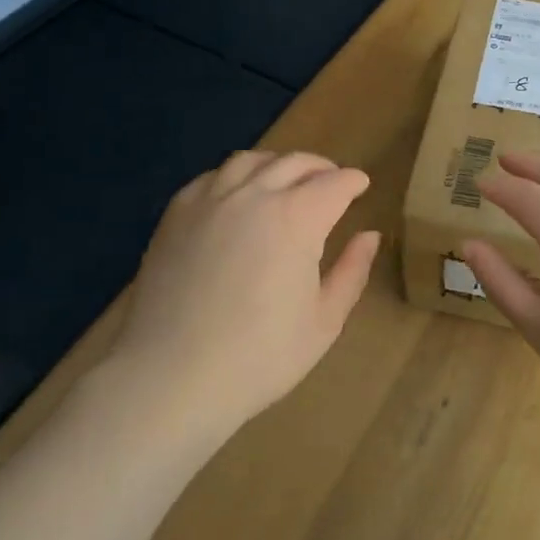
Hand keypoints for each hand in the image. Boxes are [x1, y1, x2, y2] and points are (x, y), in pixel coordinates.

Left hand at [109, 151, 379, 440]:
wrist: (170, 379)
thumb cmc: (259, 357)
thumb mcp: (324, 322)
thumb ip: (351, 272)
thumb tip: (370, 236)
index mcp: (297, 218)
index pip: (335, 183)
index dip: (353, 181)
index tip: (361, 186)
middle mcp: (255, 195)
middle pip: (296, 163)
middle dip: (321, 168)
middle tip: (332, 181)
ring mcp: (211, 200)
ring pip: (252, 160)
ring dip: (278, 165)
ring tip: (286, 181)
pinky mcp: (176, 214)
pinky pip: (212, 177)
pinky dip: (235, 176)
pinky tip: (238, 196)